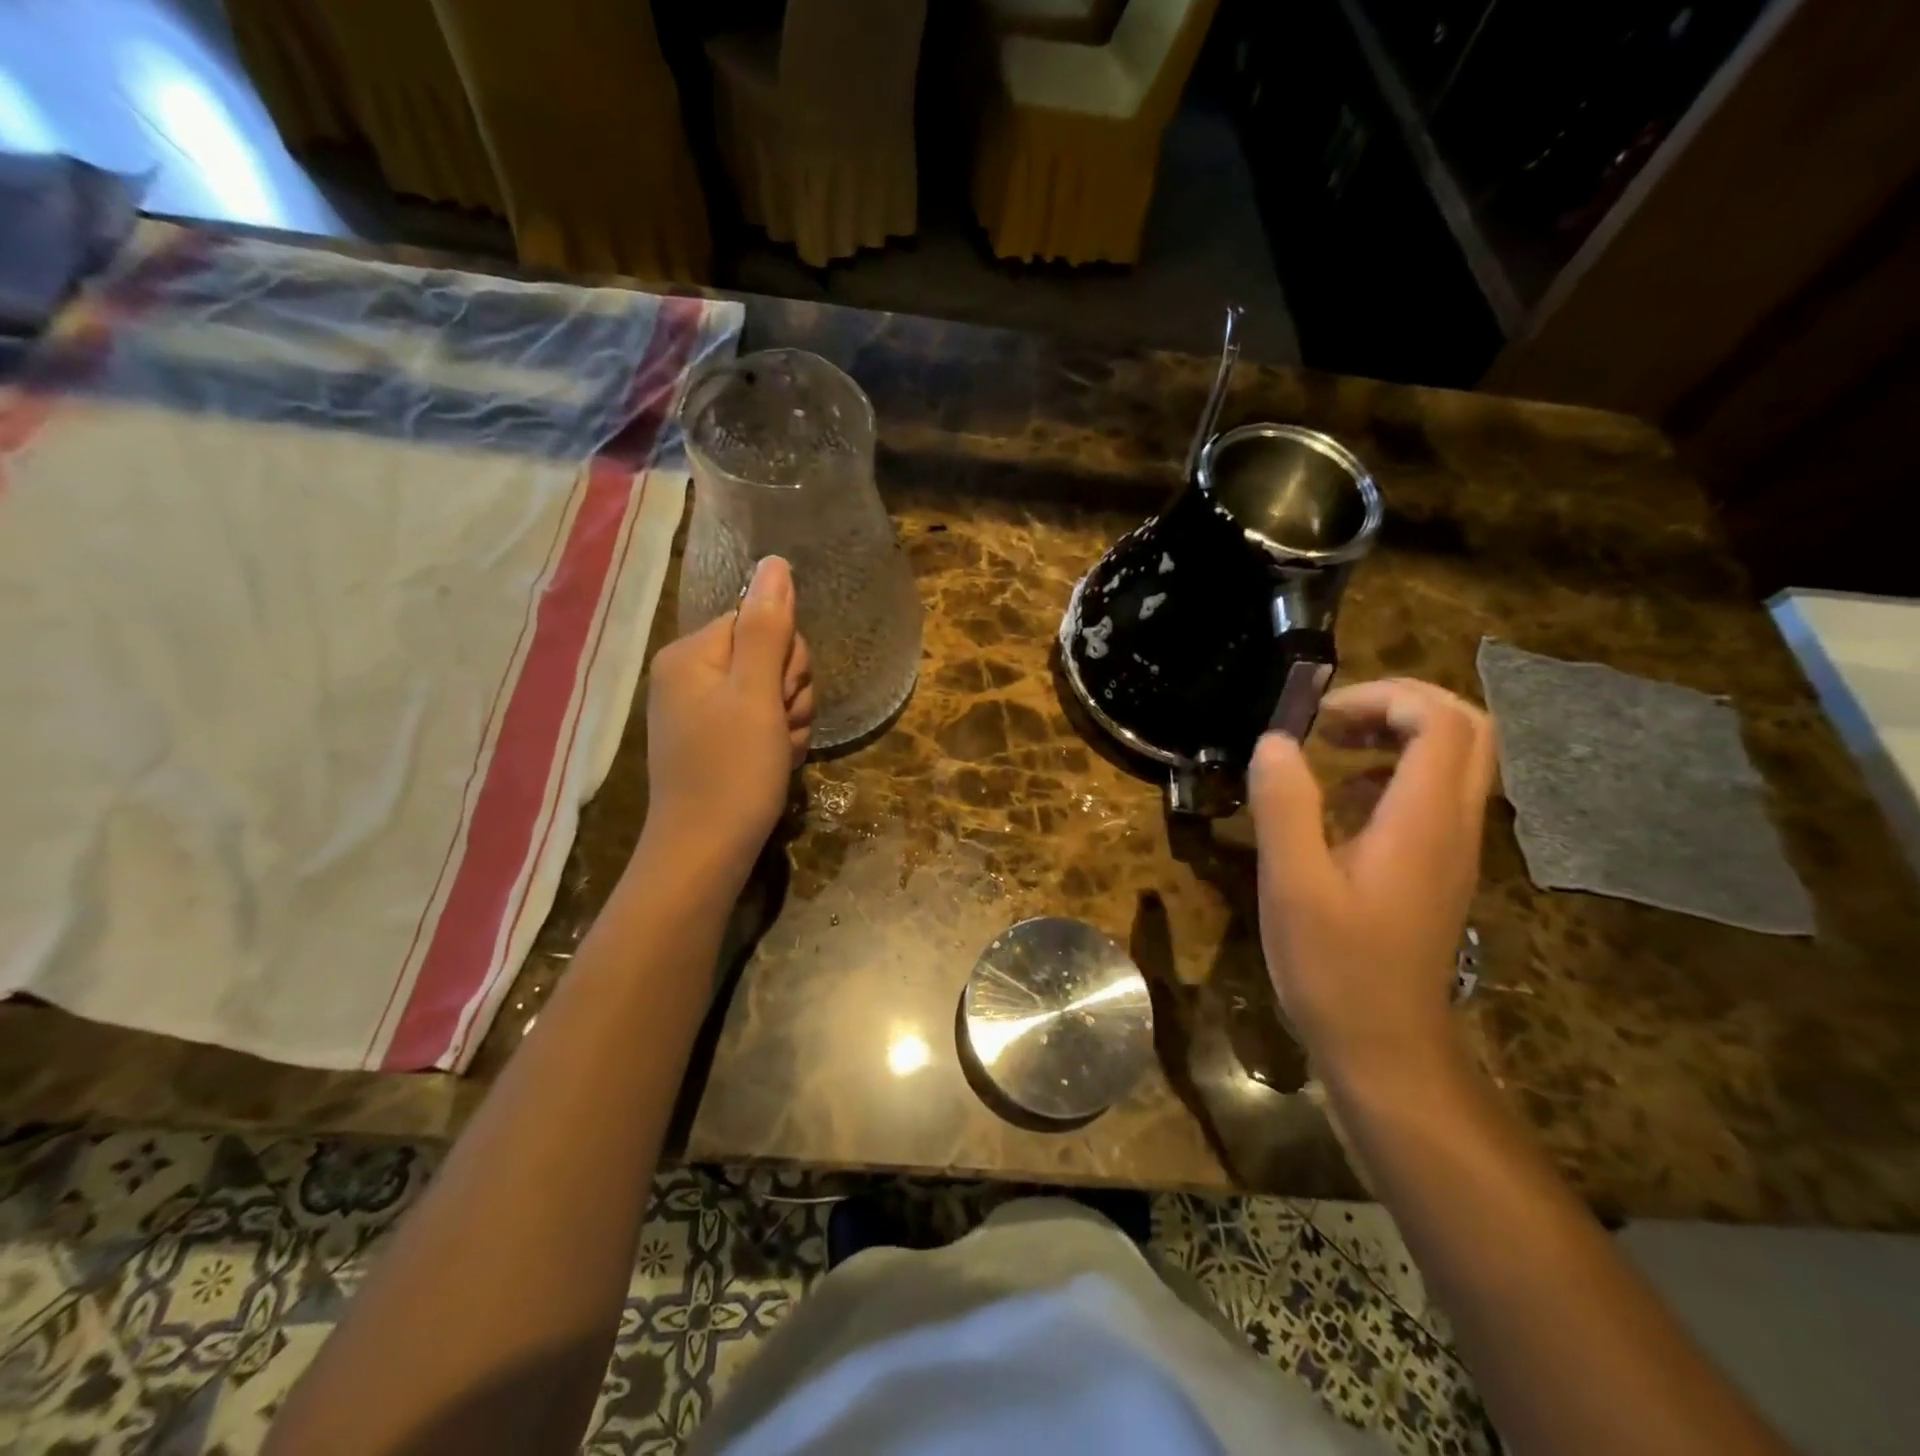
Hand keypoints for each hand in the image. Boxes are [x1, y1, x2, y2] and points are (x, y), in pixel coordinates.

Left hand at [641, 557, 814, 887]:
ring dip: (790, 720)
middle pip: (770, 655)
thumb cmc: (732, 772)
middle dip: (789, 693)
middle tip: (778, 729)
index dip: (785, 660)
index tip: (778, 700)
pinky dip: (778, 740)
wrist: (705, 854)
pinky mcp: (716, 740)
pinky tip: (774, 763)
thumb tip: (774, 562)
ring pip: (774, 690)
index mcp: (691, 654)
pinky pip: (763, 720)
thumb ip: (768, 627)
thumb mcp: (756, 695)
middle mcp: (690, 675)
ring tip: (777, 753)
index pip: (761, 622)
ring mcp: (702, 710)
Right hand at [1247, 678, 1496, 1078]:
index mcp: (1423, 821)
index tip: (1321, 716)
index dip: (1386, 697)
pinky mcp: (1439, 869)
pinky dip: (1393, 774)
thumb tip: (1275, 740)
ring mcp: (1454, 849)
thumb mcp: (1291, 883)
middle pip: (1468, 730)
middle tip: (1335, 720)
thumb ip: (1284, 805)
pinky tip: (1341, 802)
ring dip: (1398, 736)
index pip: (1442, 721)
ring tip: (1333, 747)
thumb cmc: (1335, 966)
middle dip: (1401, 705)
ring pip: (1456, 761)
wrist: (1386, 1046)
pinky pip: (1434, 796)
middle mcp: (1454, 825)